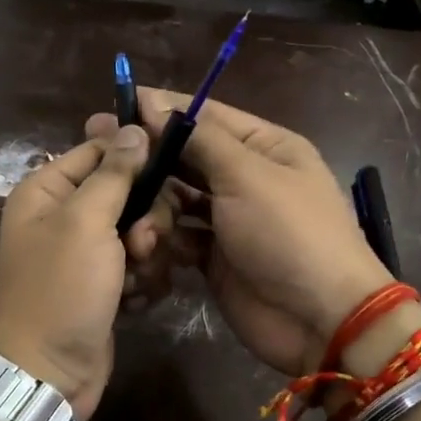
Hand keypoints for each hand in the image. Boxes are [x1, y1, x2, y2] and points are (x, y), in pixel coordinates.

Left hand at [0, 124, 149, 417]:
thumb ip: (113, 173)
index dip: (135, 157)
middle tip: (142, 244)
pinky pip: (141, 266)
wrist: (48, 373)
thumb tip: (131, 127)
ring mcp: (86, 253)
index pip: (100, 150)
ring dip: (148, 256)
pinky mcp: (106, 285)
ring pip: (141, 231)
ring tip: (136, 280)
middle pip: (128, 192)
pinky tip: (135, 302)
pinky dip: (144, 283)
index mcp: (47, 190)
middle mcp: (65, 216)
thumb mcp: (85, 222)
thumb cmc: (60, 290)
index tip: (169, 169)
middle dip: (145, 219)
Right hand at [131, 88, 401, 375]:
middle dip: (149, 160)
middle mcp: (245, 178)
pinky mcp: (214, 257)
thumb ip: (198, 138)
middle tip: (100, 156)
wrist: (321, 319)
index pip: (205, 116)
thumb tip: (152, 100)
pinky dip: (162, 239)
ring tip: (133, 221)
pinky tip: (145, 245)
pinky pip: (178, 236)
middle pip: (186, 159)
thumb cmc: (289, 233)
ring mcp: (229, 220)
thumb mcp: (247, 175)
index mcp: (264, 147)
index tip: (116, 103)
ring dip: (153, 207)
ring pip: (176, 199)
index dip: (162, 109)